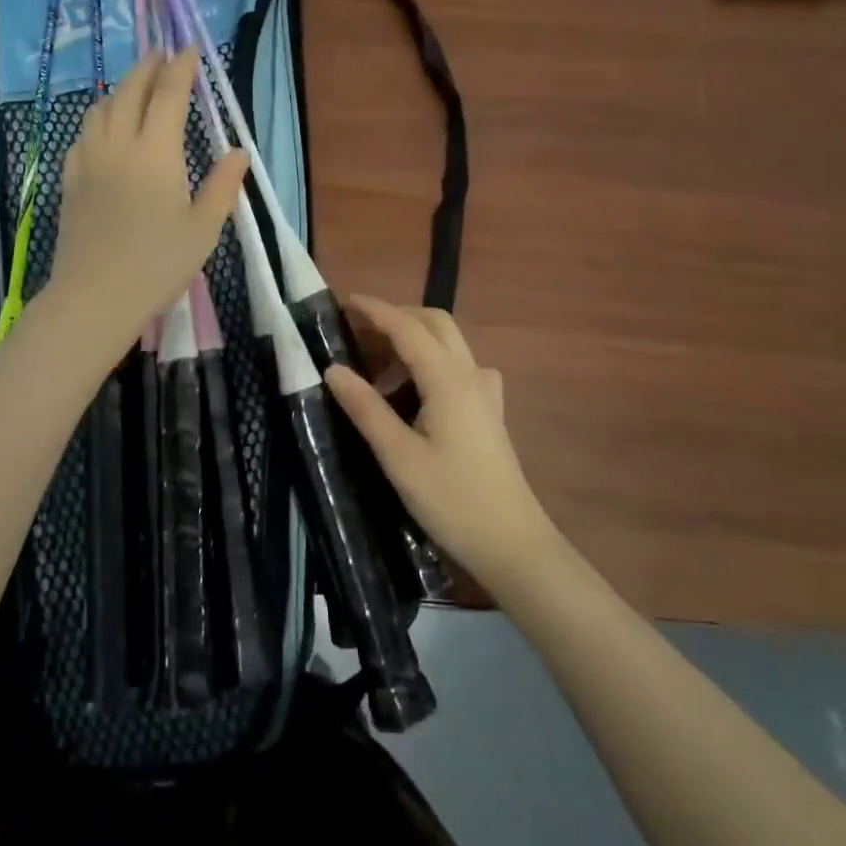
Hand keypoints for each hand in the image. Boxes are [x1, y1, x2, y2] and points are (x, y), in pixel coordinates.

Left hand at [44, 50, 248, 348]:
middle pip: (130, 90)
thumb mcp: (203, 228)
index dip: (181, 67)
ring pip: (101, 107)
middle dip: (148, 68)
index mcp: (157, 152)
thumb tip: (239, 152)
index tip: (190, 48)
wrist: (95, 296)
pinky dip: (99, 117)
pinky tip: (105, 129)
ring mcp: (89, 160)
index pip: (169, 93)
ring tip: (135, 88)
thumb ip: (222, 185)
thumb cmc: (158, 264)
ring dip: (120, 89)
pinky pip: (83, 134)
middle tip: (163, 56)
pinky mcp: (71, 179)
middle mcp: (119, 144)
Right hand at [326, 298, 555, 593]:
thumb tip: (332, 369)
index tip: (343, 301)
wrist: (512, 543)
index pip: (407, 327)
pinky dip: (430, 362)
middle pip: (434, 323)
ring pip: (448, 343)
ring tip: (375, 369)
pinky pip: (458, 366)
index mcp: (447, 379)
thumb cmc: (451, 500)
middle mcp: (470, 374)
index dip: (375, 310)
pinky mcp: (489, 409)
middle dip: (396, 317)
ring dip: (412, 340)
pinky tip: (415, 391)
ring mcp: (485, 391)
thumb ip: (365, 408)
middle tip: (358, 333)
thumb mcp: (398, 457)